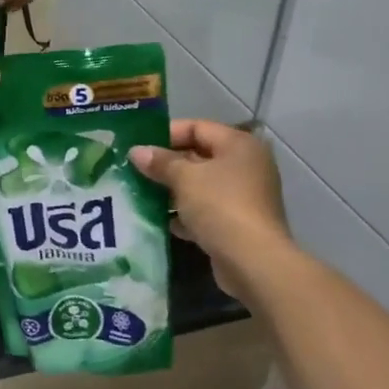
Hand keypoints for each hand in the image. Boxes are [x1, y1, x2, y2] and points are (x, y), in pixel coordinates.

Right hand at [131, 121, 290, 300]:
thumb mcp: (185, 178)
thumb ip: (160, 162)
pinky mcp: (237, 223)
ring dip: (173, 190)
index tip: (139, 147)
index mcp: (238, 145)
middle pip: (199, 156)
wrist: (253, 261)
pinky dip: (185, 214)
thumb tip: (136, 151)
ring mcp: (244, 196)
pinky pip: (206, 210)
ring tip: (141, 194)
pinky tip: (161, 221)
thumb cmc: (220, 206)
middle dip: (166, 164)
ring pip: (201, 186)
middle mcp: (245, 166)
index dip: (166, 134)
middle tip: (135, 170)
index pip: (197, 127)